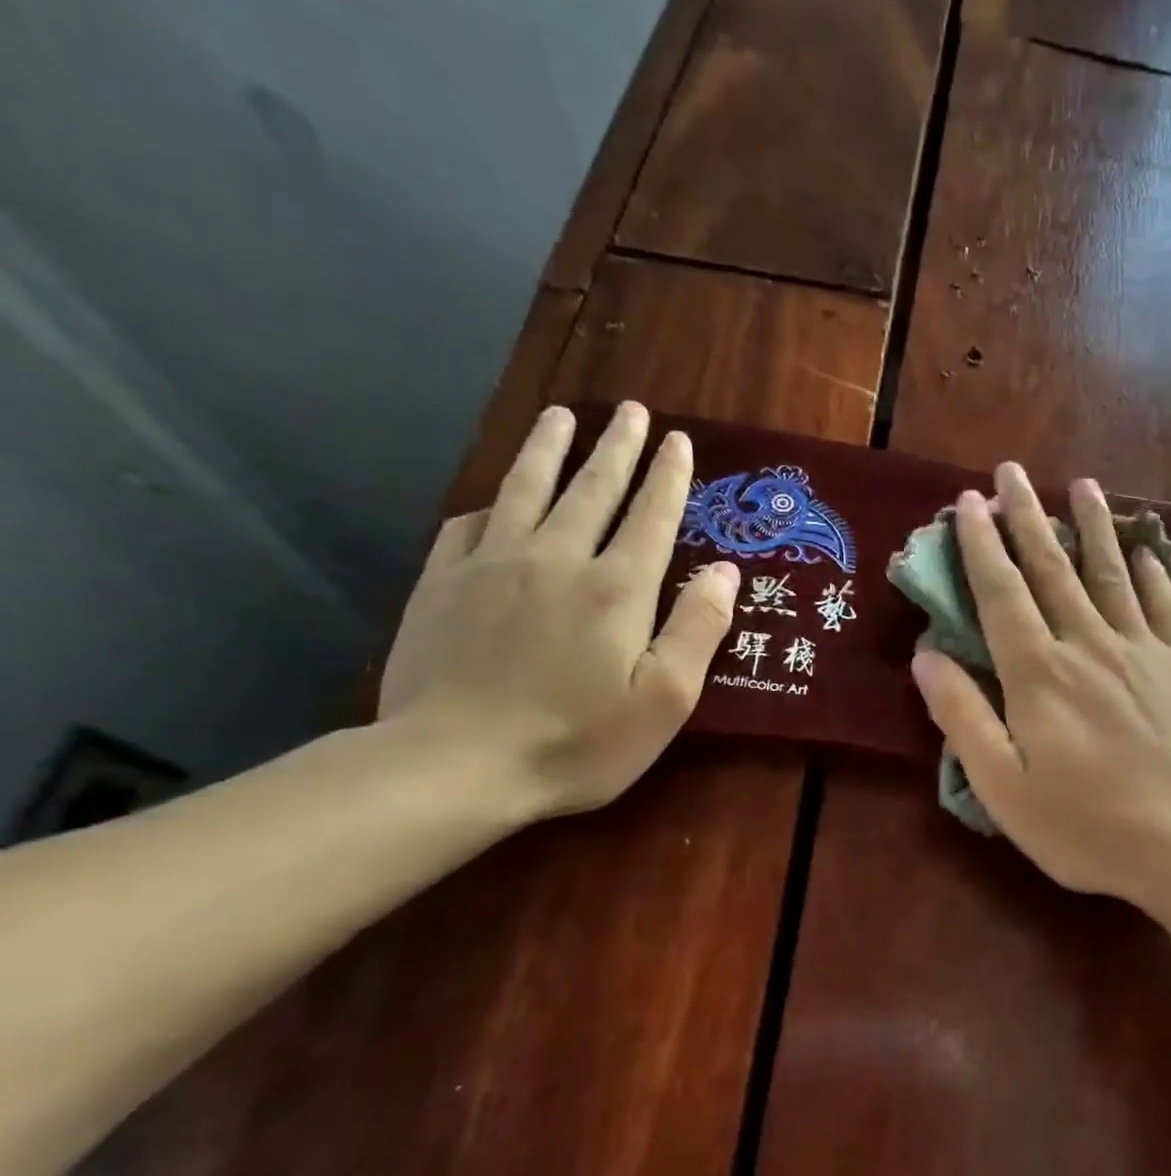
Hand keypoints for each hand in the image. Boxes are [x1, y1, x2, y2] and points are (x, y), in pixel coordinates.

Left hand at [379, 403, 737, 818]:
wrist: (455, 764)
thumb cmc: (578, 741)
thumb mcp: (664, 699)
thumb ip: (698, 629)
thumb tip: (724, 570)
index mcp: (617, 588)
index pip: (651, 516)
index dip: (668, 477)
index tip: (678, 440)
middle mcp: (557, 559)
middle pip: (592, 489)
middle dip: (616, 447)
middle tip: (632, 411)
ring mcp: (491, 566)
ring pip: (525, 489)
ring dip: (549, 450)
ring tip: (562, 416)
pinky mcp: (441, 583)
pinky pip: (467, 524)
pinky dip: (490, 502)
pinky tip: (495, 498)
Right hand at [911, 462, 1170, 909]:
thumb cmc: (1087, 828)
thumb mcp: (1004, 788)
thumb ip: (963, 718)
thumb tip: (926, 656)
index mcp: (1039, 675)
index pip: (1002, 594)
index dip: (981, 545)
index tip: (969, 502)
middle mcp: (1089, 645)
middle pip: (1053, 569)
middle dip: (1028, 517)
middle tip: (1012, 471)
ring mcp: (1145, 651)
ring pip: (1112, 573)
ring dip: (1092, 527)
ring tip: (1081, 485)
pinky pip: (1167, 605)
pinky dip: (1154, 573)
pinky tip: (1147, 550)